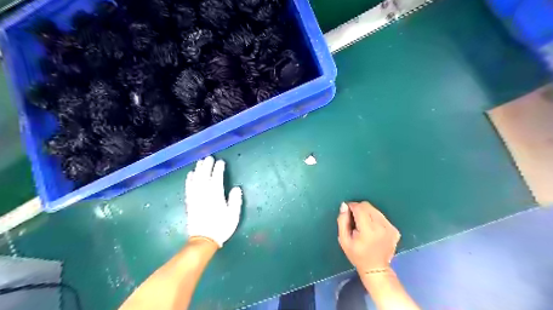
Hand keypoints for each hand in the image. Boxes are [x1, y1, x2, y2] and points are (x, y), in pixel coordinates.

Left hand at [186, 156, 242, 247]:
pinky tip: (190, 174)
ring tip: (200, 161)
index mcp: (216, 196)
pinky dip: (189, 180)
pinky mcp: (190, 202)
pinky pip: (188, 188)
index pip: (217, 178)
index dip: (219, 169)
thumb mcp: (233, 215)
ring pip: (196, 180)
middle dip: (207, 165)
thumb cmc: (221, 227)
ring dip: (198, 169)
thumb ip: (235, 201)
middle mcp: (204, 194)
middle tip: (209, 157)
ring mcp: (195, 197)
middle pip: (204, 176)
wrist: (204, 240)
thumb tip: (236, 188)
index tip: (221, 162)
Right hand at [337, 201, 402, 271]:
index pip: (360, 208)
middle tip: (354, 220)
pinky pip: (382, 216)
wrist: (376, 269)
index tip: (347, 212)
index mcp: (368, 230)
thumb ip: (342, 221)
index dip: (351, 206)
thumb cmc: (357, 255)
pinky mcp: (395, 230)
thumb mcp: (343, 240)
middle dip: (359, 209)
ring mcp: (390, 228)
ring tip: (363, 225)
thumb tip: (344, 205)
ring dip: (367, 213)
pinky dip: (375, 219)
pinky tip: (372, 229)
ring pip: (375, 210)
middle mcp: (381, 227)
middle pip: (368, 206)